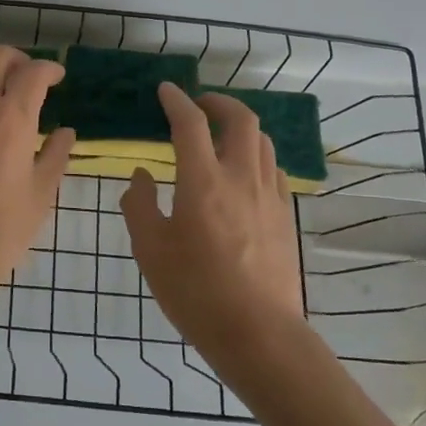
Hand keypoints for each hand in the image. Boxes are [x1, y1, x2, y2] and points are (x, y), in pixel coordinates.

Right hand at [121, 84, 305, 360]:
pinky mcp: (285, 217)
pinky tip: (242, 174)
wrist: (260, 335)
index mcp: (203, 182)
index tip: (166, 90)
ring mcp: (269, 197)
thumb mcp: (150, 250)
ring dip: (240, 127)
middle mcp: (241, 178)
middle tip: (199, 106)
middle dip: (219, 102)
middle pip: (241, 119)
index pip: (190, 123)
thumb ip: (140, 205)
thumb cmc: (196, 292)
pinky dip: (255, 155)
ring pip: (262, 142)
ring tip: (220, 135)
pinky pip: (273, 169)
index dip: (177, 101)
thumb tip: (141, 176)